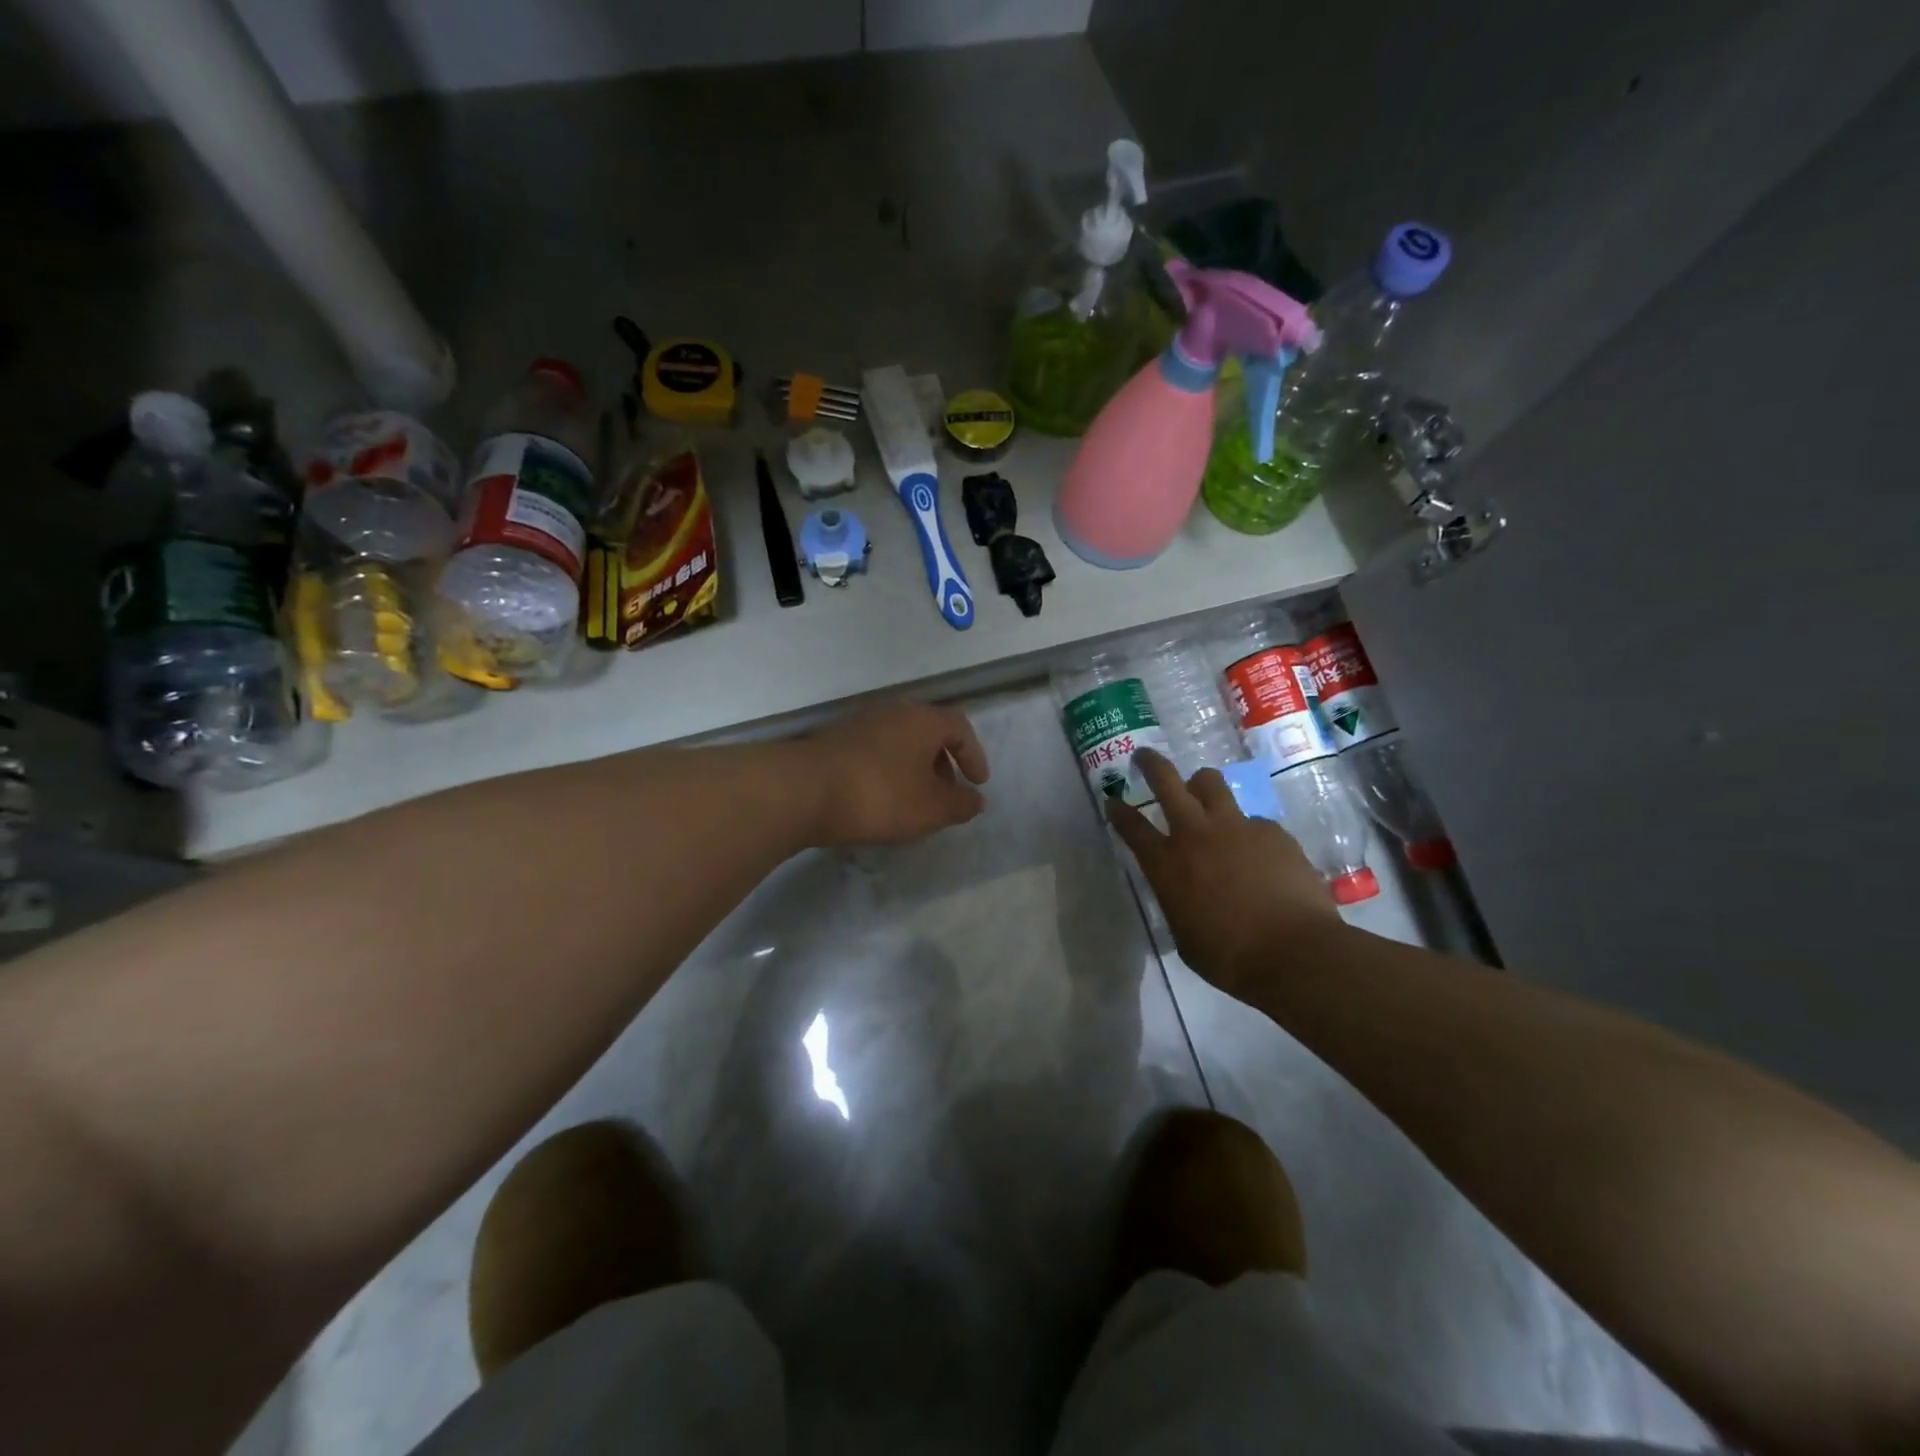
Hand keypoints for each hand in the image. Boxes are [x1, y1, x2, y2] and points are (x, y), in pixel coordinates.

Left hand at [799, 699, 989, 846]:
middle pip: (928, 731)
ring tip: (914, 800)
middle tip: (946, 793)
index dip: (974, 756)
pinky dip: (888, 769)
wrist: (803, 790)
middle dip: (943, 762)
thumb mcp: (930, 808)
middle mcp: (893, 711)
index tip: (977, 785)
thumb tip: (976, 801)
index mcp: (923, 719)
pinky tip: (880, 798)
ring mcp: (860, 722)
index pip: (960, 727)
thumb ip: (960, 804)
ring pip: (899, 740)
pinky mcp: (835, 738)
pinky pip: (875, 750)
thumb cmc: (880, 795)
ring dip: (914, 767)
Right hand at [1108, 748, 1342, 998]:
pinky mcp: (1272, 831)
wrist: (1294, 953)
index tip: (1112, 799)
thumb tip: (1184, 893)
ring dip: (1201, 785)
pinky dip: (1247, 832)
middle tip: (1144, 758)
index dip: (1118, 810)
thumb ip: (1177, 900)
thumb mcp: (1184, 933)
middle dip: (1151, 764)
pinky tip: (1260, 856)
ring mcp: (1236, 827)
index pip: (1131, 826)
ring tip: (1204, 794)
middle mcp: (1195, 834)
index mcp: (1166, 863)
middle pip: (1166, 781)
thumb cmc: (1229, 957)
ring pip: (1211, 782)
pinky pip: (1252, 820)